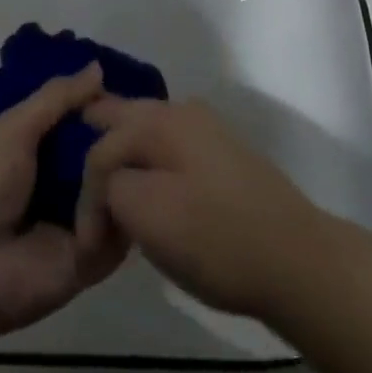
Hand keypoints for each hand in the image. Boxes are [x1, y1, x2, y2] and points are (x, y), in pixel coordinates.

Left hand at [0, 64, 126, 346]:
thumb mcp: (16, 126)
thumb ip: (58, 98)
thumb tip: (98, 67)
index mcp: (40, 148)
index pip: (84, 121)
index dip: (105, 106)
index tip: (136, 86)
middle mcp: (64, 181)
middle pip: (108, 153)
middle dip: (126, 137)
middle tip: (155, 119)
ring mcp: (81, 220)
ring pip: (121, 187)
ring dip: (131, 170)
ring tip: (152, 151)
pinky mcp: (95, 258)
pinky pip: (122, 228)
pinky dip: (126, 209)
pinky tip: (138, 190)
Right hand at [75, 97, 324, 320]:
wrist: (297, 260)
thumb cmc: (215, 236)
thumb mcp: (145, 212)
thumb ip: (110, 186)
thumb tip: (111, 185)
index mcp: (159, 119)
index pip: (100, 147)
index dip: (85, 195)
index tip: (87, 243)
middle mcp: (182, 112)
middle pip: (124, 117)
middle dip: (97, 135)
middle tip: (74, 160)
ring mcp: (208, 132)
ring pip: (149, 130)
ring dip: (125, 149)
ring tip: (108, 178)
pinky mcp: (225, 158)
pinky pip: (171, 148)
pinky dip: (151, 160)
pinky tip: (150, 184)